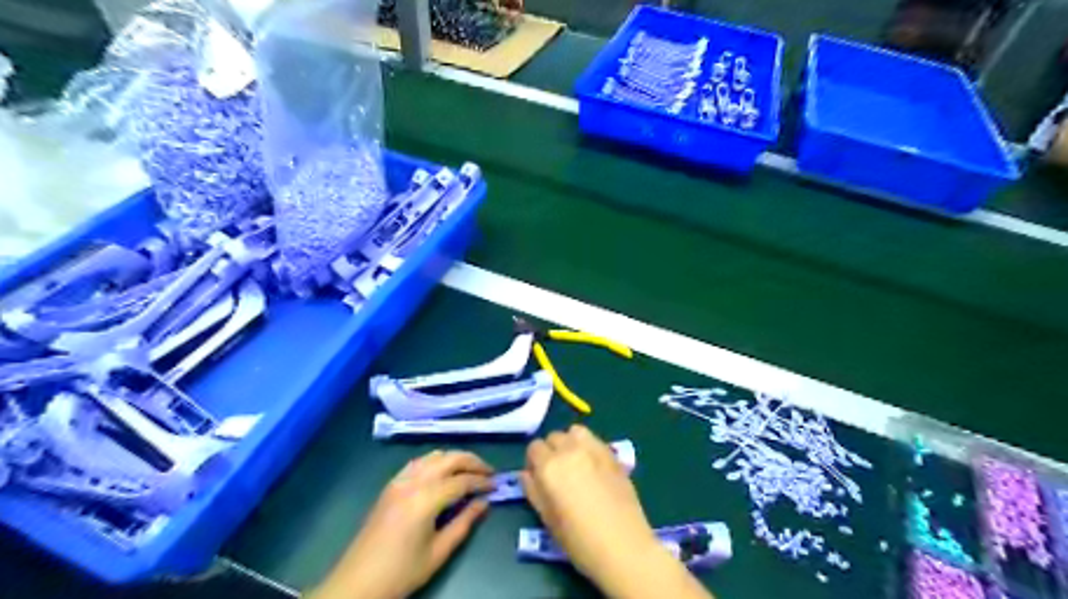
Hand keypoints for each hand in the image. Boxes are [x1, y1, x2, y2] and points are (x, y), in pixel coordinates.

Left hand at [310, 449, 491, 598]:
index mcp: (426, 499)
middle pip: (449, 458)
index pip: (462, 480)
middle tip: (489, 472)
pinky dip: (436, 461)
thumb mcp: (439, 552)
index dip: (482, 481)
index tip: (497, 486)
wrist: (358, 583)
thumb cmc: (402, 572)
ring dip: (454, 458)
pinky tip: (443, 473)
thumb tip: (484, 502)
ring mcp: (399, 480)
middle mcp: (413, 482)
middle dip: (472, 462)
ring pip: (433, 456)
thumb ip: (464, 523)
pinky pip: (418, 462)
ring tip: (469, 471)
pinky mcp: (391, 485)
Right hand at [523, 427, 711, 598]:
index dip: (534, 462)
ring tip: (575, 463)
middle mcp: (570, 451)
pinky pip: (595, 440)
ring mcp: (594, 450)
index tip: (539, 478)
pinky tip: (593, 467)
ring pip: (575, 432)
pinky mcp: (613, 455)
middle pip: (554, 436)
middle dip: (551, 451)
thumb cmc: (579, 540)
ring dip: (571, 442)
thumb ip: (533, 490)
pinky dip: (589, 446)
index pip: (534, 447)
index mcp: (550, 467)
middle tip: (557, 473)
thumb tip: (527, 474)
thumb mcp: (547, 519)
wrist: (624, 547)